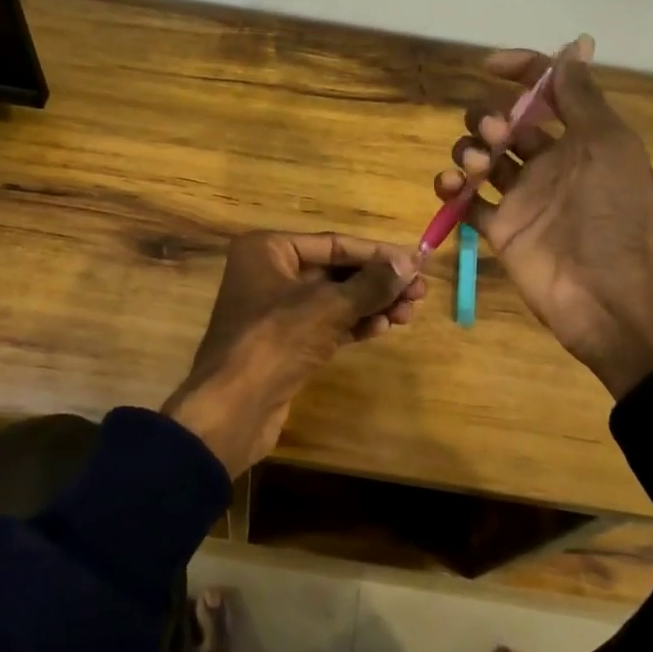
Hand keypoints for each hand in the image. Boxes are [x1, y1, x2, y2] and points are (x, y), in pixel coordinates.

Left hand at [164, 232, 425, 476]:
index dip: (377, 253)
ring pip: (332, 300)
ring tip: (409, 314)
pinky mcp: (283, 344)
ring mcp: (274, 311)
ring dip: (370, 305)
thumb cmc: (276, 340)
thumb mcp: (328, 306)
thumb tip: (410, 262)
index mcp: (267, 250)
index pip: (333, 243)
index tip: (417, 262)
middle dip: (377, 282)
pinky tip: (383, 328)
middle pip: (334, 271)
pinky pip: (325, 325)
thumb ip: (372, 283)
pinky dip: (353, 325)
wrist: (233, 407)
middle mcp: (268, 273)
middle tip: (419, 293)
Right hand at [435, 37, 652, 399]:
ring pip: (479, 158)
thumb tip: (570, 47)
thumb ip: (582, 98)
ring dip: (468, 150)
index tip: (490, 66)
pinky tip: (452, 188)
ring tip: (474, 169)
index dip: (520, 71)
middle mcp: (548, 163)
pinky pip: (465, 202)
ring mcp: (521, 198)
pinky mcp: (499, 230)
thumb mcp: (610, 146)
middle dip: (489, 118)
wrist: (614, 298)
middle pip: (503, 123)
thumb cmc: (617, 216)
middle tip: (497, 136)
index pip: (544, 92)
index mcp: (580, 139)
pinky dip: (451, 190)